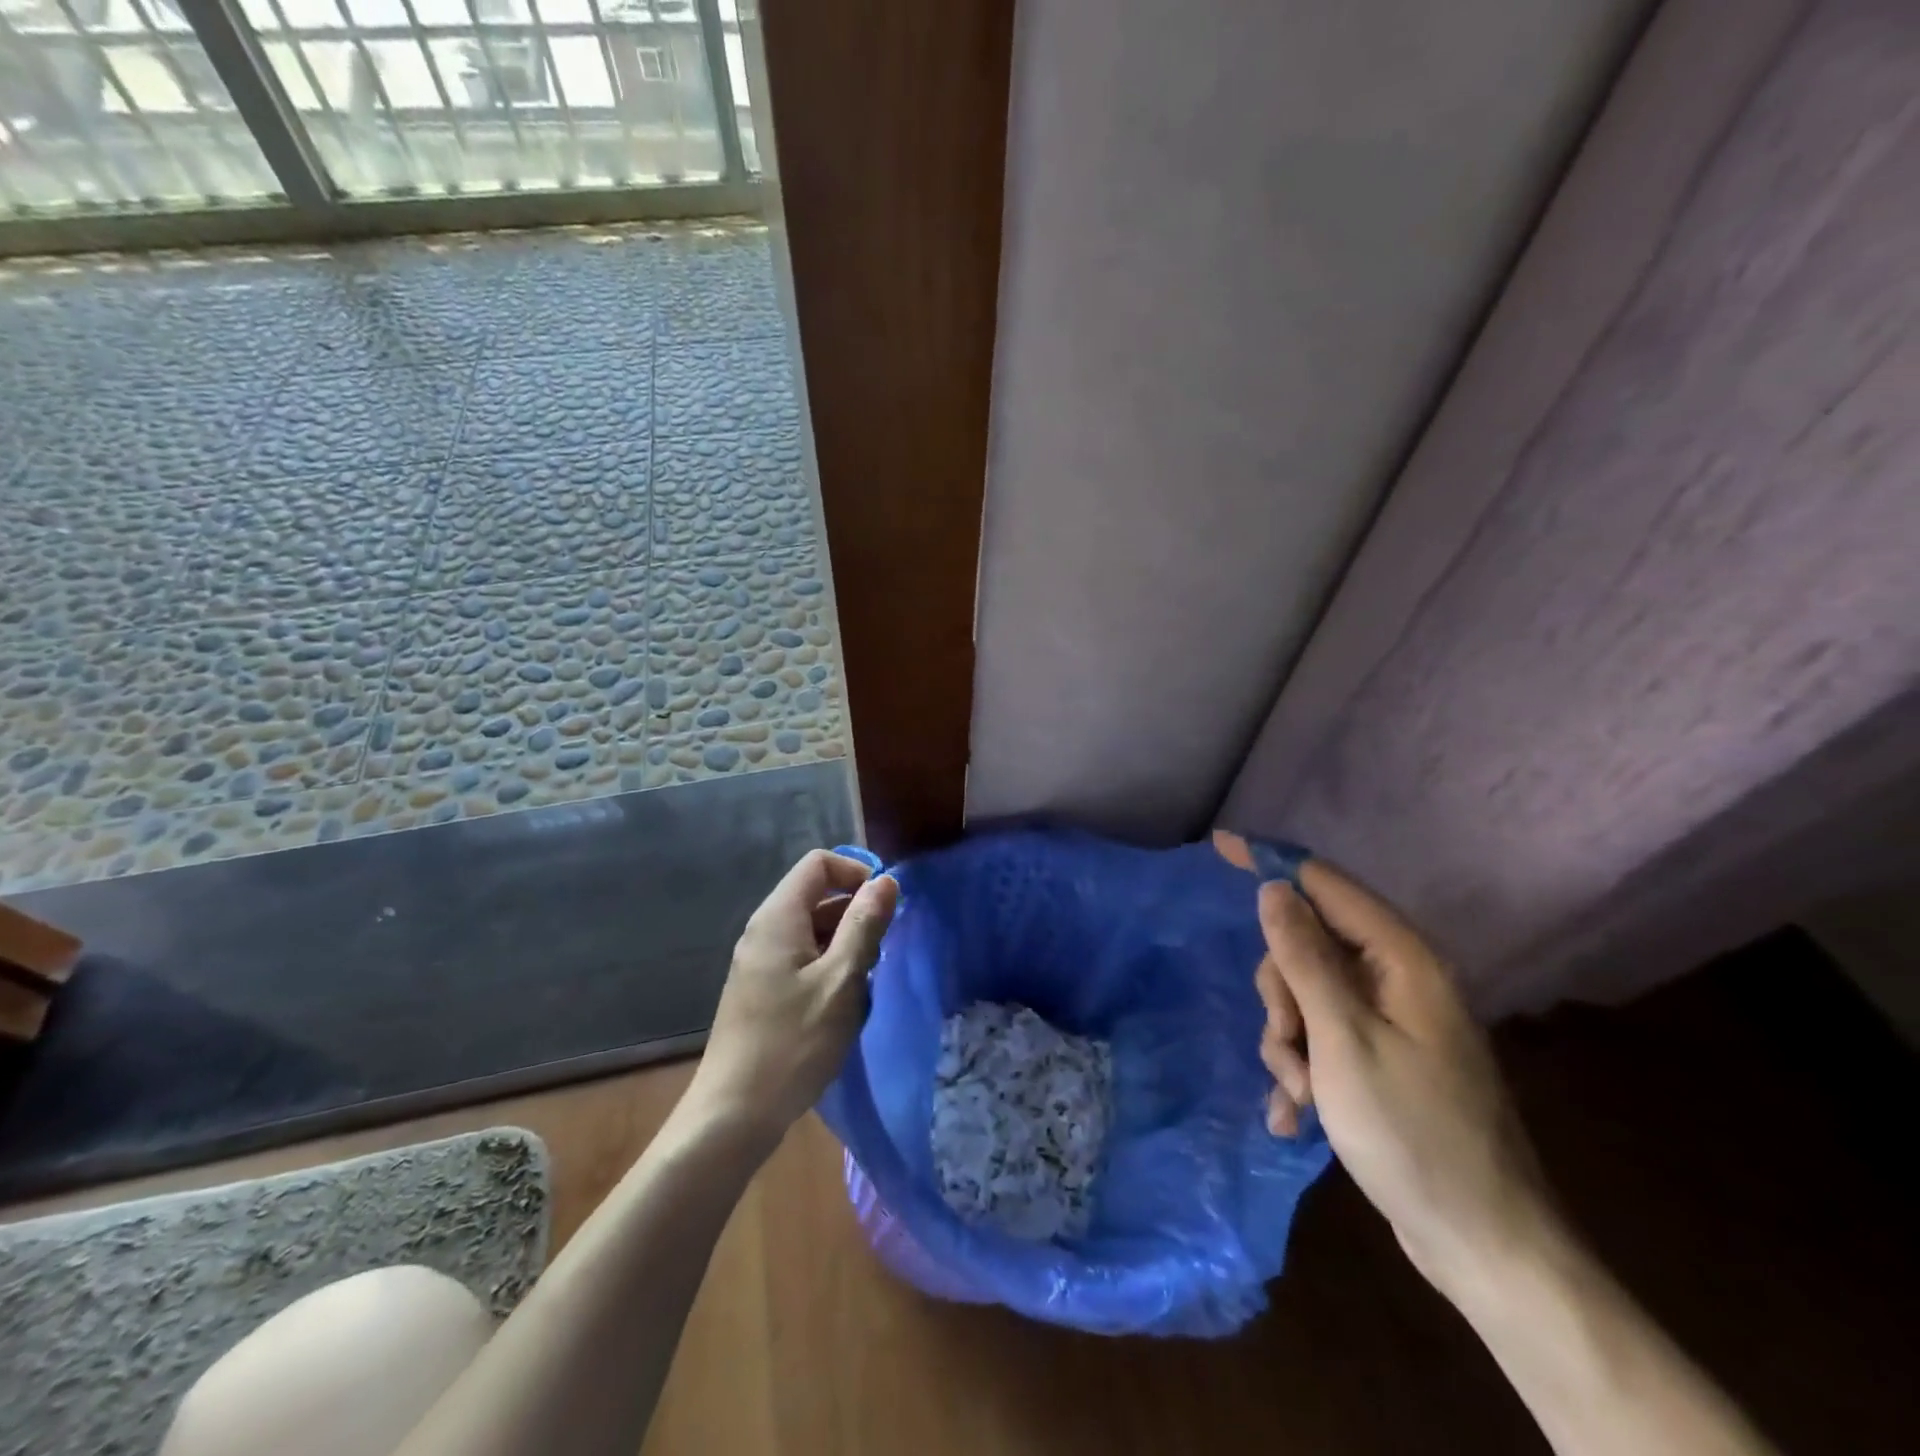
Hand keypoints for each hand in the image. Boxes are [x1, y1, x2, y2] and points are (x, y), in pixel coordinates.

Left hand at [689, 849, 898, 1146]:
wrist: (734, 1115)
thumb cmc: (792, 1043)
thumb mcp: (841, 981)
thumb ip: (864, 926)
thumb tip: (887, 881)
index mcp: (778, 918)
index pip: (819, 864)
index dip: (856, 873)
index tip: (885, 907)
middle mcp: (765, 930)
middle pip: (817, 896)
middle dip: (856, 914)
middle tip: (881, 953)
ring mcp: (761, 962)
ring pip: (814, 931)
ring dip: (846, 946)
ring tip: (865, 985)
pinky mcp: (763, 990)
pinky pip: (804, 959)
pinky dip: (830, 969)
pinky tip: (844, 1005)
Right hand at [1254, 859, 1556, 1290]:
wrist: (1483, 1246)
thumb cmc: (1411, 1133)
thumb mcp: (1342, 1038)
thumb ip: (1304, 957)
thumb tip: (1274, 888)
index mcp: (1402, 960)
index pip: (1324, 884)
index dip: (1272, 863)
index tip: (1219, 847)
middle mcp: (1398, 979)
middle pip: (1307, 945)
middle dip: (1281, 994)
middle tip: (1288, 1044)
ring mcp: (1390, 1021)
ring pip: (1306, 994)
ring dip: (1289, 1041)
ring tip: (1301, 1095)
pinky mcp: (1380, 1058)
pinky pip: (1322, 1036)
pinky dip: (1303, 1069)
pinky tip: (1296, 1118)